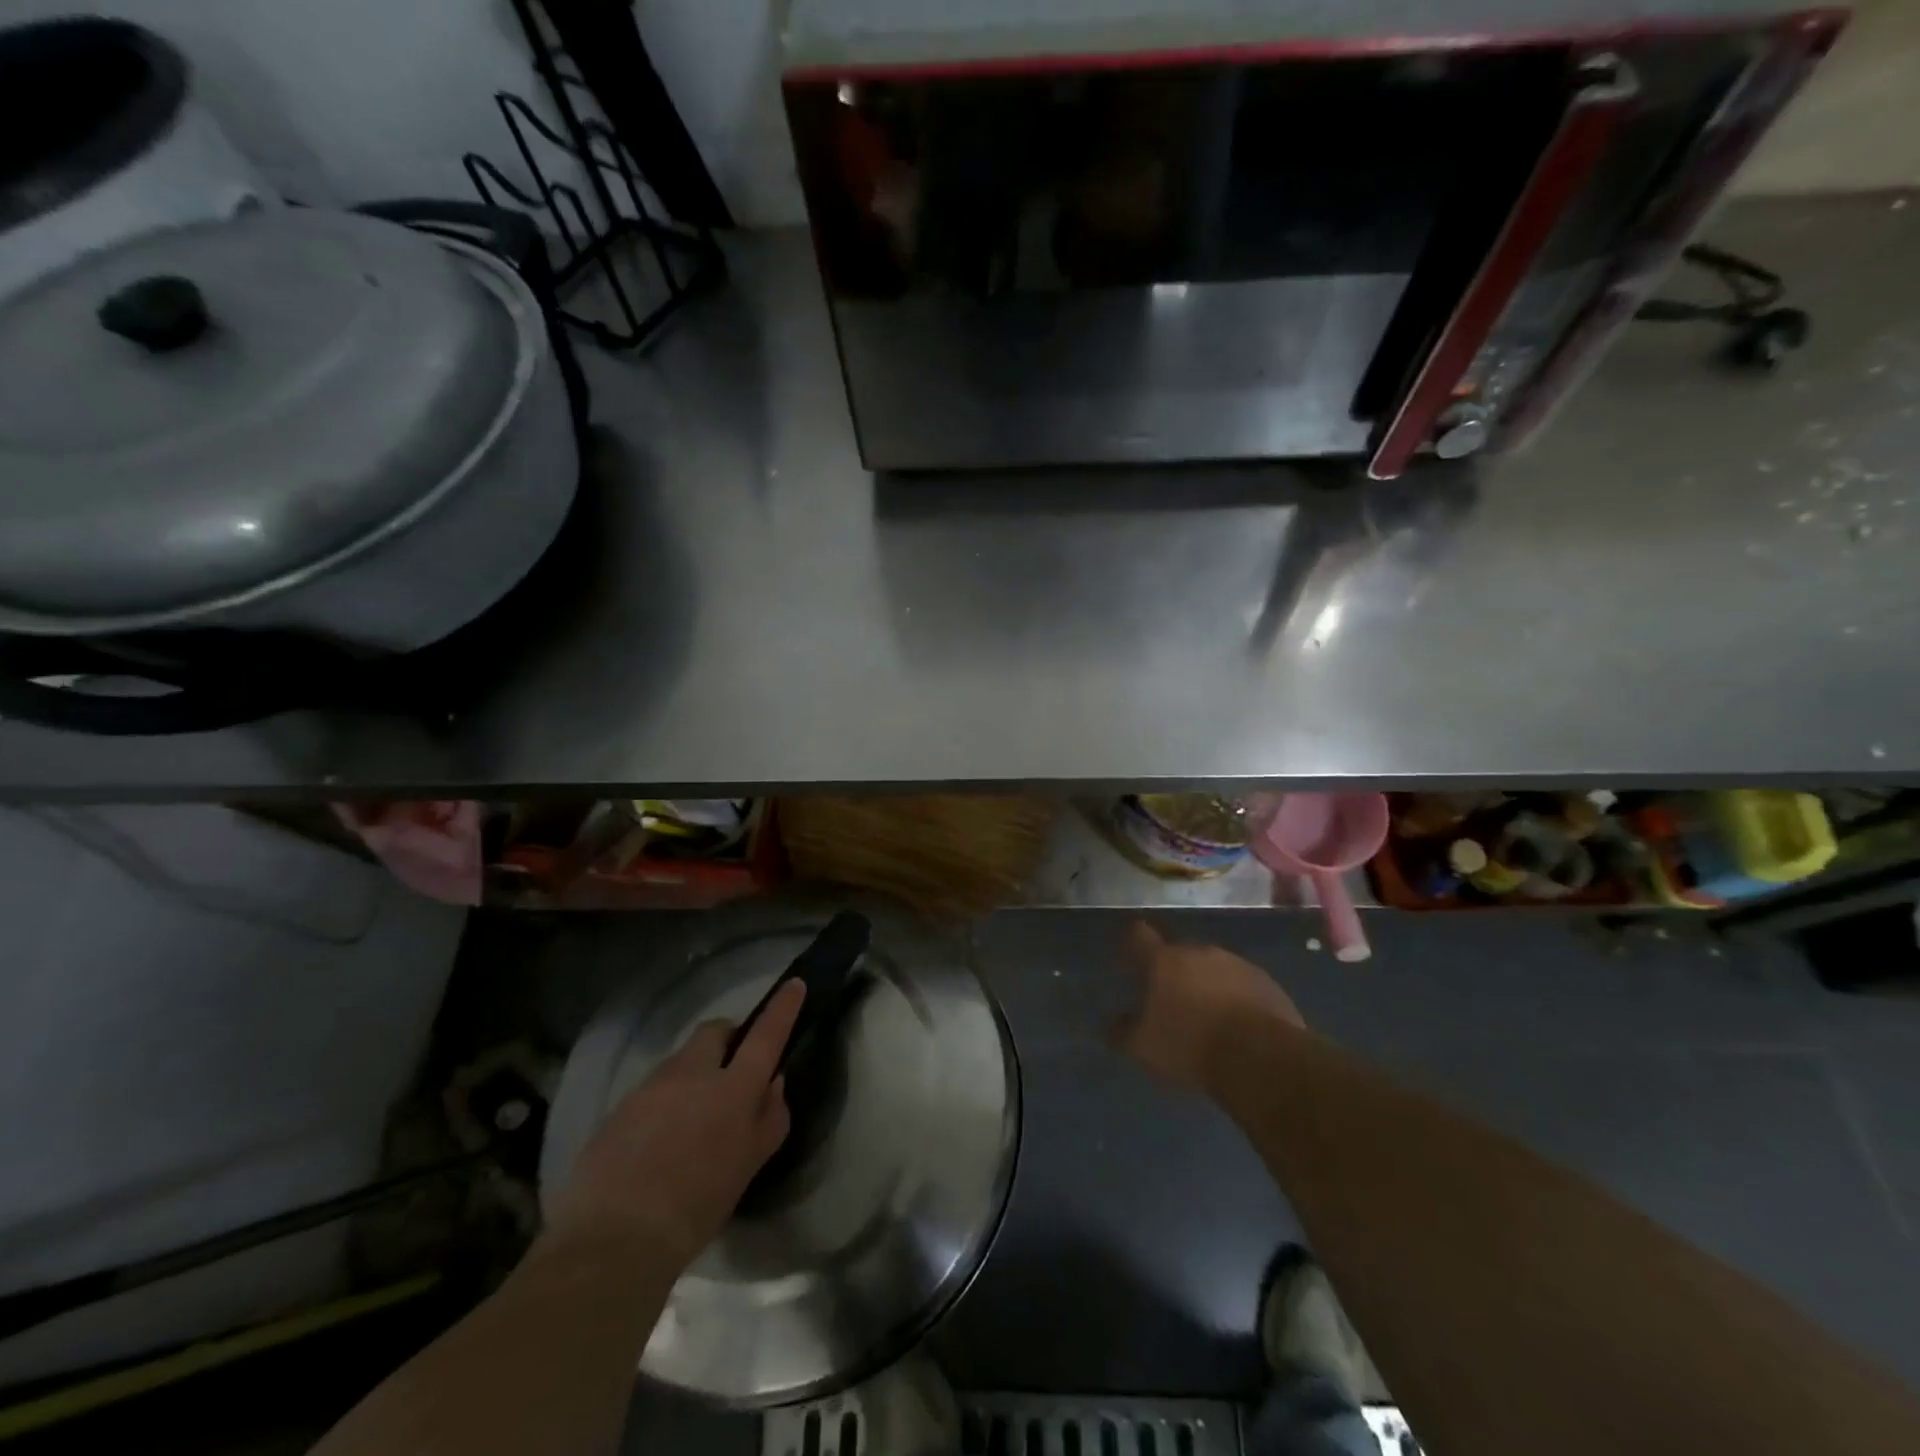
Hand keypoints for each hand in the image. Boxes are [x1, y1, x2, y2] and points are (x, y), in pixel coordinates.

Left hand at [547, 979, 805, 1268]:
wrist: (612, 1241)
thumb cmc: (696, 1207)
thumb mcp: (748, 1168)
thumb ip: (768, 1119)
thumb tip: (773, 1084)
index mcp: (732, 1089)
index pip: (765, 1035)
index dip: (782, 1008)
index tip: (793, 985)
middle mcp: (691, 1074)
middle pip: (714, 1031)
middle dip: (728, 1039)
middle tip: (732, 1071)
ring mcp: (650, 1087)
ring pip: (680, 1062)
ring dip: (694, 1075)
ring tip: (691, 1123)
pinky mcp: (618, 1109)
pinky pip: (651, 1092)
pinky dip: (664, 1104)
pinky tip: (657, 1145)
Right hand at [1113, 921, 1304, 1090]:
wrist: (1262, 1058)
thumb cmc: (1191, 1045)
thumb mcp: (1144, 1047)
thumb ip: (1122, 1032)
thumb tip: (1112, 1023)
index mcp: (1164, 960)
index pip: (1139, 935)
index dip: (1132, 944)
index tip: (1129, 960)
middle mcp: (1200, 952)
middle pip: (1179, 954)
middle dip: (1173, 973)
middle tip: (1170, 1002)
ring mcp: (1237, 964)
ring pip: (1212, 969)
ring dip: (1206, 986)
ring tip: (1206, 1019)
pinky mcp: (1267, 983)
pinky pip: (1242, 985)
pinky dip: (1235, 999)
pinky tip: (1236, 1026)